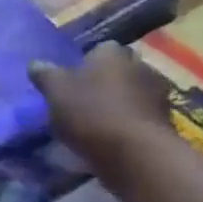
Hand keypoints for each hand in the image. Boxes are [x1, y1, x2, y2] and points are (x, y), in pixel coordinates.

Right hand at [29, 43, 171, 170]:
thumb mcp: (55, 91)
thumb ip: (45, 75)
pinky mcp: (166, 120)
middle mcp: (140, 65)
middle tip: (81, 98)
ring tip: (95, 120)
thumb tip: (36, 64)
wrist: (136, 152)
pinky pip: (139, 114)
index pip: (99, 49)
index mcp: (112, 53)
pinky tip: (111, 135)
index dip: (84, 63)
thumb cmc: (91, 112)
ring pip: (131, 92)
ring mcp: (158, 93)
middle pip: (118, 69)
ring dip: (118, 101)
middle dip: (103, 81)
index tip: (70, 79)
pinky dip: (127, 121)